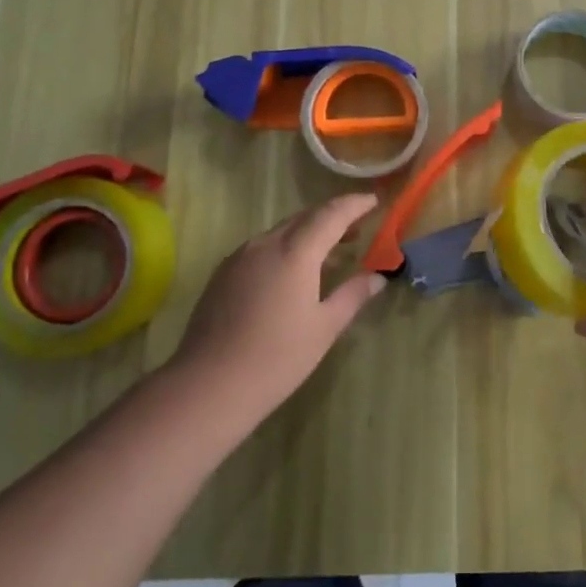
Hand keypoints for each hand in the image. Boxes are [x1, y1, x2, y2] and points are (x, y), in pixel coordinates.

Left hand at [168, 194, 385, 429]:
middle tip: (358, 227)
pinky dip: (286, 247)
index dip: (355, 203)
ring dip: (309, 232)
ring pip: (282, 230)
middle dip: (333, 216)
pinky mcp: (223, 272)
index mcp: (295, 252)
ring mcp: (240, 256)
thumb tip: (377, 277)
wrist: (208, 385)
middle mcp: (266, 243)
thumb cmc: (277, 358)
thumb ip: (353, 295)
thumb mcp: (324, 328)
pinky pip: (262, 246)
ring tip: (329, 253)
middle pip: (305, 216)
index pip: (332, 213)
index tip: (375, 200)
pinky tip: (292, 273)